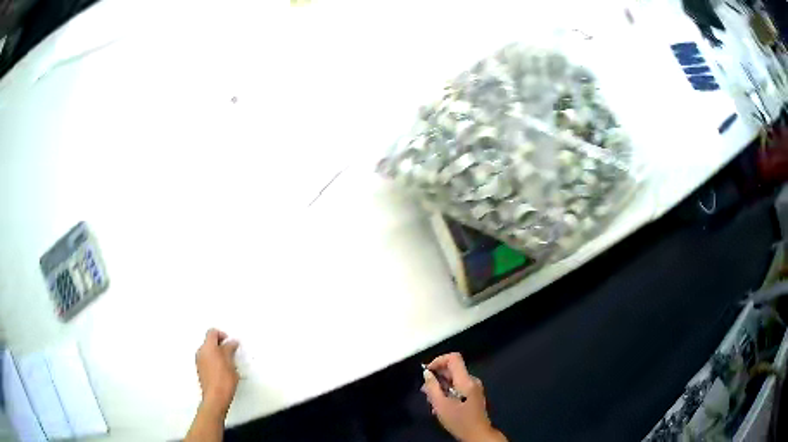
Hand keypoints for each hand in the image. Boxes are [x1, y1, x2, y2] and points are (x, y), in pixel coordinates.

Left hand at [195, 328, 239, 417]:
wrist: (215, 397)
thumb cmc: (224, 379)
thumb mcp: (230, 363)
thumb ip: (230, 349)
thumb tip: (232, 342)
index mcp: (208, 347)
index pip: (212, 332)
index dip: (222, 334)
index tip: (230, 342)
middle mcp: (201, 351)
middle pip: (209, 341)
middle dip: (220, 344)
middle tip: (231, 352)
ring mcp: (199, 361)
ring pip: (208, 351)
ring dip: (217, 353)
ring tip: (228, 363)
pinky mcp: (200, 369)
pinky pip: (207, 359)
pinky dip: (214, 360)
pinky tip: (222, 370)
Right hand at [422, 353, 505, 441]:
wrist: (477, 433)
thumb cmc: (458, 420)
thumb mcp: (440, 404)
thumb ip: (432, 387)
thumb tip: (427, 373)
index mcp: (465, 380)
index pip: (454, 358)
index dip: (439, 360)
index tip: (427, 372)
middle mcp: (472, 380)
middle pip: (453, 369)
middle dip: (437, 377)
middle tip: (426, 391)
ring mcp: (475, 387)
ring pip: (455, 379)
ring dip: (441, 386)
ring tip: (432, 401)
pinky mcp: (474, 394)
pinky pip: (459, 386)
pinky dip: (448, 391)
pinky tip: (441, 404)